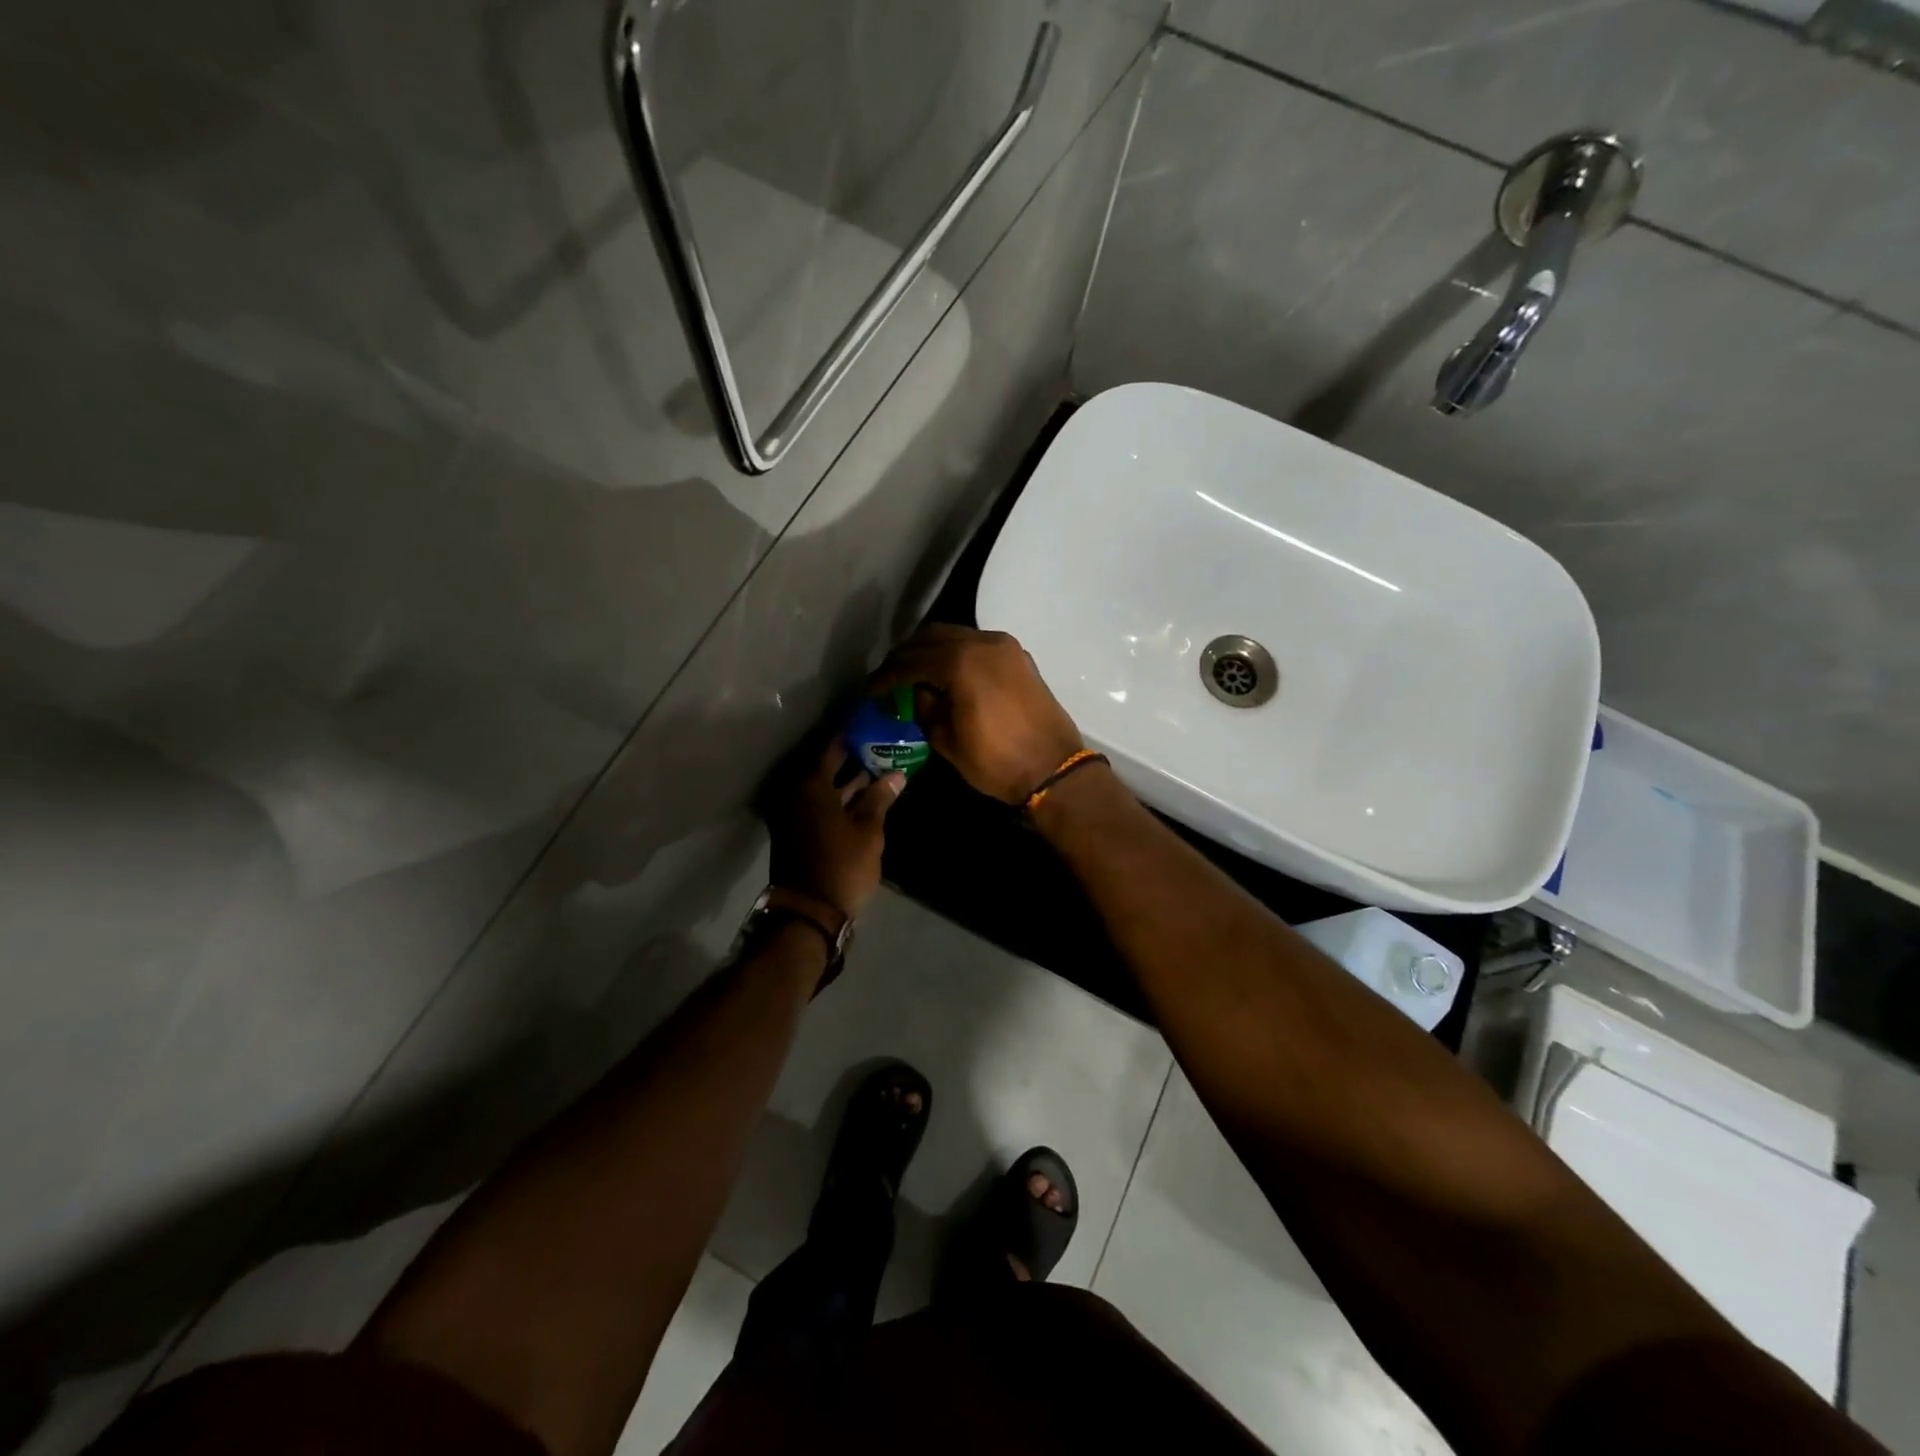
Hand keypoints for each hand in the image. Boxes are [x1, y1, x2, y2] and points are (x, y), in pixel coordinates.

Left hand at [769, 737, 904, 920]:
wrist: (810, 912)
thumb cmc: (842, 865)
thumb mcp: (868, 830)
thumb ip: (879, 798)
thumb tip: (896, 774)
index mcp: (811, 784)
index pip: (833, 747)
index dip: (855, 736)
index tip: (875, 726)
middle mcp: (797, 792)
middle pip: (828, 766)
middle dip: (855, 757)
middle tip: (884, 746)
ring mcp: (795, 813)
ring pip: (826, 787)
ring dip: (851, 780)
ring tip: (883, 770)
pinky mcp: (799, 831)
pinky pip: (822, 804)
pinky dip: (842, 799)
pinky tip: (867, 798)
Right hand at [870, 625, 1084, 804]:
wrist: (1053, 769)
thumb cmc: (996, 761)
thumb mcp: (947, 741)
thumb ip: (925, 708)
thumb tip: (918, 692)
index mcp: (960, 662)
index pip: (910, 661)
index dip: (885, 676)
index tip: (870, 690)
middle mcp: (982, 643)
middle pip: (932, 637)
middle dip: (906, 656)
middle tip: (890, 679)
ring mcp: (1004, 647)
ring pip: (956, 635)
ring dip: (932, 651)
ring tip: (915, 675)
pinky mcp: (1018, 657)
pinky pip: (978, 644)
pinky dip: (957, 653)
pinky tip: (947, 674)